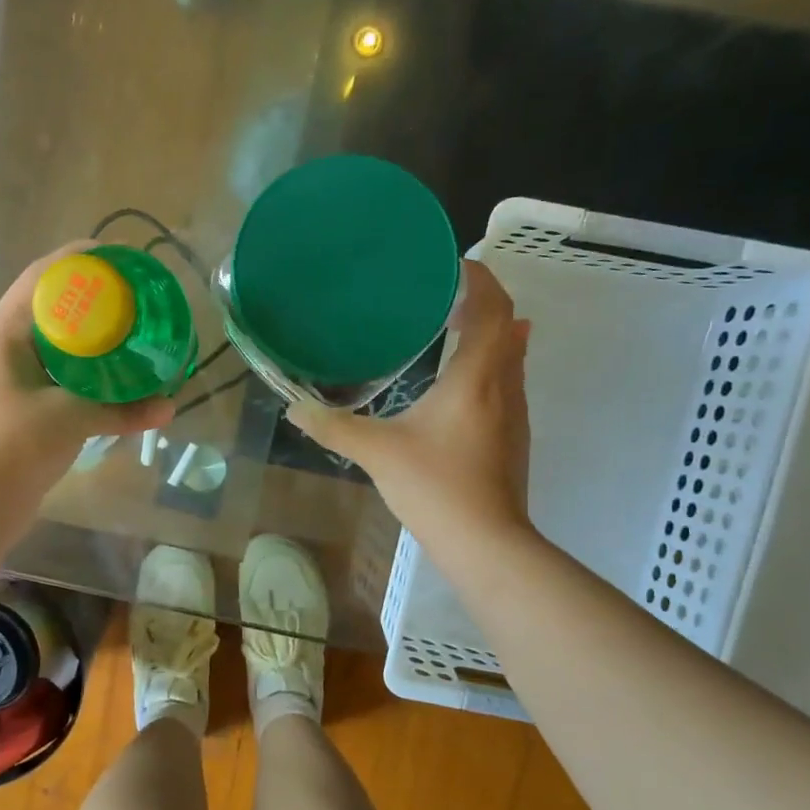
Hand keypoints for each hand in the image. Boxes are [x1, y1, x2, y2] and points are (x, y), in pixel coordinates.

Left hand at [0, 247, 173, 509]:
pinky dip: (86, 371)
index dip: (80, 260)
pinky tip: (116, 375)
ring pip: (56, 342)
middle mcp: (5, 347)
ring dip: (91, 336)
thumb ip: (121, 411)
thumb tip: (170, 407)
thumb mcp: (69, 419)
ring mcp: (11, 377)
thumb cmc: (11, 447)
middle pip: (52, 306)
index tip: (122, 257)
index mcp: (5, 334)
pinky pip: (59, 374)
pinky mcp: (22, 405)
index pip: (42, 277)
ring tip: (133, 330)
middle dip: (94, 298)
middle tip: (137, 297)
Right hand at [289, 260, 532, 541]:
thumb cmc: (436, 487)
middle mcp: (505, 385)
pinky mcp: (514, 436)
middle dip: (480, 301)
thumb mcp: (376, 453)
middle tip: (439, 296)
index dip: (476, 278)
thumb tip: (293, 410)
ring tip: (449, 328)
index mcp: (476, 376)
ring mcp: (516, 412)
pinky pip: (508, 381)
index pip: (493, 307)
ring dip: (489, 333)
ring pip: (512, 354)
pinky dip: (489, 363)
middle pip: (508, 324)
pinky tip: (459, 382)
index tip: (447, 266)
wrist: (487, 543)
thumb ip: (333, 427)